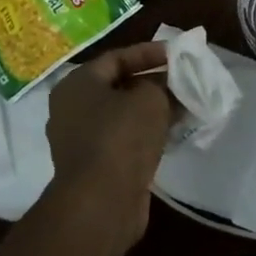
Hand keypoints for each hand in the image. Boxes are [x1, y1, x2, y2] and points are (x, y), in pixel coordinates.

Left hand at [45, 42, 173, 247]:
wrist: (101, 202)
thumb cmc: (121, 137)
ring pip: (122, 115)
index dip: (149, 53)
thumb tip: (165, 87)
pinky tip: (171, 134)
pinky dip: (146, 134)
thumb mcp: (150, 98)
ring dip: (152, 111)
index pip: (116, 58)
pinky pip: (123, 140)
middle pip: (119, 86)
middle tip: (182, 81)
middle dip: (153, 83)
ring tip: (184, 107)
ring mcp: (80, 140)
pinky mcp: (94, 166)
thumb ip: (161, 85)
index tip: (177, 54)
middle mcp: (72, 109)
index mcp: (77, 84)